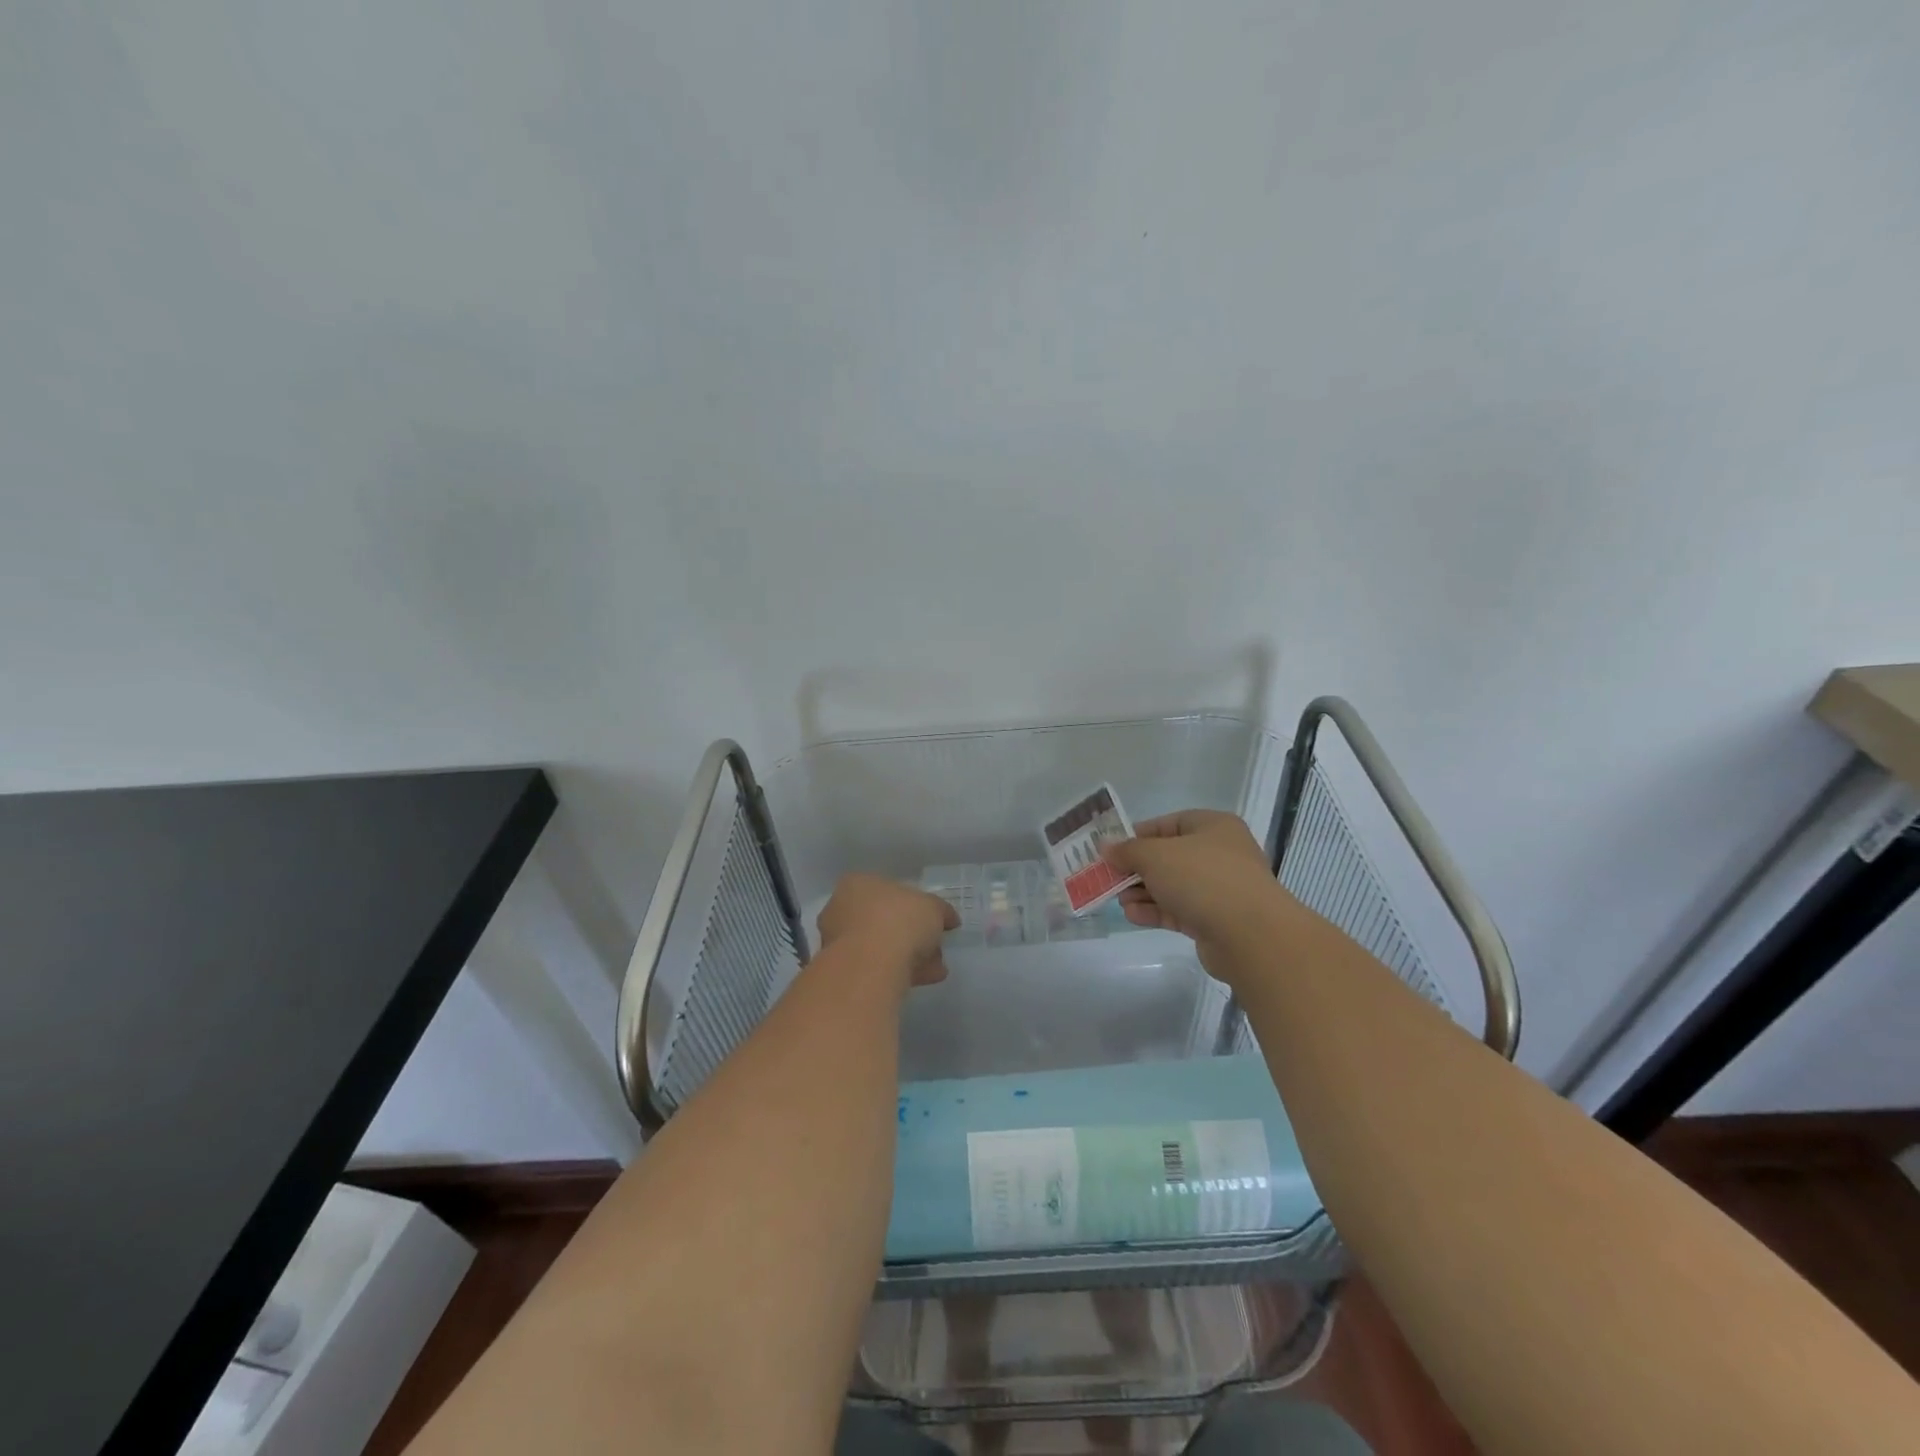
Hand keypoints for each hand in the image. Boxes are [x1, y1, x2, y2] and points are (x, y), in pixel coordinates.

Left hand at [816, 874, 958, 988]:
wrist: (871, 965)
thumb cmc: (899, 920)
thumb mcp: (932, 907)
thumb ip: (941, 911)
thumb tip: (949, 919)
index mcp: (857, 884)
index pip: (886, 890)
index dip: (912, 904)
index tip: (931, 920)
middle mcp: (841, 909)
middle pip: (882, 920)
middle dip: (910, 934)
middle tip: (933, 946)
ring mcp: (838, 942)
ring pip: (880, 947)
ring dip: (909, 956)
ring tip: (936, 968)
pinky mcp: (843, 972)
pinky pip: (877, 968)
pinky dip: (900, 972)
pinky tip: (924, 980)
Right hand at [1102, 810, 1292, 973]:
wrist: (1250, 934)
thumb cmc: (1202, 878)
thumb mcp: (1156, 855)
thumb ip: (1128, 850)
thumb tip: (1106, 847)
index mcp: (1213, 827)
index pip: (1168, 824)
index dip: (1137, 835)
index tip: (1112, 849)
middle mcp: (1219, 854)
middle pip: (1168, 857)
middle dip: (1137, 869)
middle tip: (1109, 878)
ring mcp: (1220, 889)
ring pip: (1173, 886)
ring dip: (1143, 892)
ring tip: (1119, 901)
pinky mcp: (1215, 920)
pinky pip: (1179, 909)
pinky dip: (1156, 911)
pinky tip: (1133, 916)